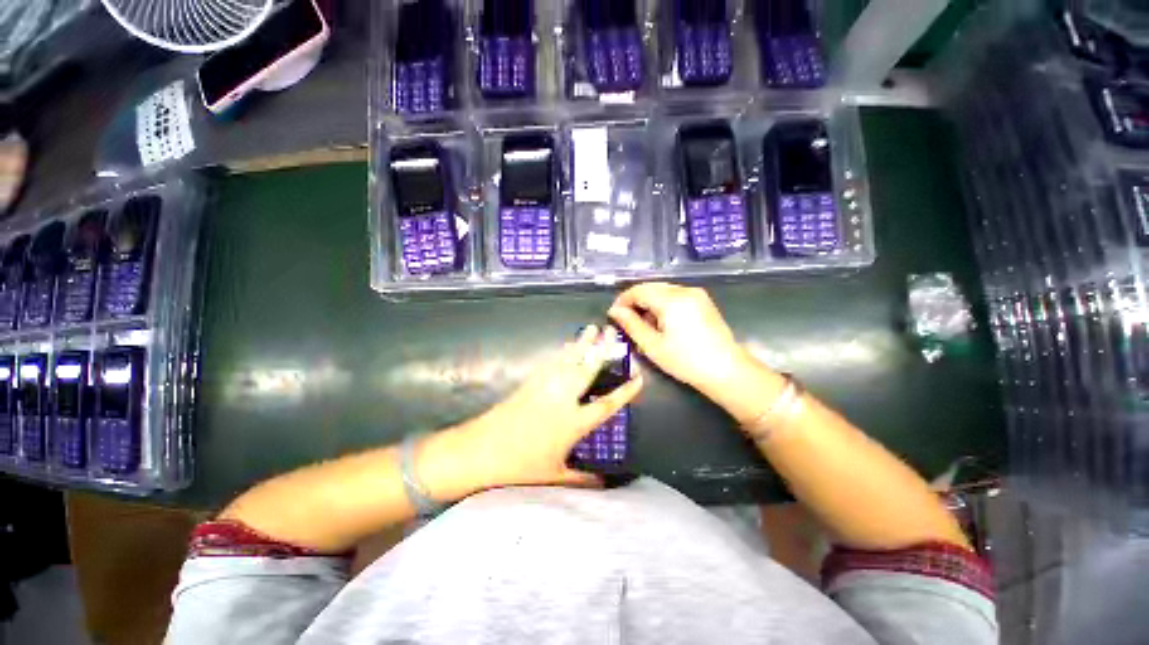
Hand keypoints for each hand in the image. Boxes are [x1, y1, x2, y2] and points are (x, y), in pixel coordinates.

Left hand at [455, 325, 642, 489]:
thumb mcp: (555, 475)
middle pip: (588, 369)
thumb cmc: (520, 465)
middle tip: (613, 332)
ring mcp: (546, 386)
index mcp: (573, 423)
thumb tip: (606, 485)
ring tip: (593, 328)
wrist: (482, 449)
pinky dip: (563, 352)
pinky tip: (568, 345)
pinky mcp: (532, 381)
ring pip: (570, 359)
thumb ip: (583, 479)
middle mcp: (564, 399)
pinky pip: (552, 362)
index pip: (606, 405)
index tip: (638, 378)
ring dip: (583, 343)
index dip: (625, 392)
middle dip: (603, 349)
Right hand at [608, 283, 744, 393]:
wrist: (727, 371)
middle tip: (625, 320)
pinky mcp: (703, 301)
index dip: (623, 300)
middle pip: (651, 287)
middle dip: (635, 300)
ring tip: (642, 323)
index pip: (639, 290)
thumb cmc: (686, 361)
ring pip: (663, 290)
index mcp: (672, 299)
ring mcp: (697, 294)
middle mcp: (685, 290)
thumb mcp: (653, 345)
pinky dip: (662, 304)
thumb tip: (614, 311)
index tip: (613, 315)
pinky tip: (660, 321)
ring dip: (648, 302)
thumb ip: (631, 325)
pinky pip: (675, 295)